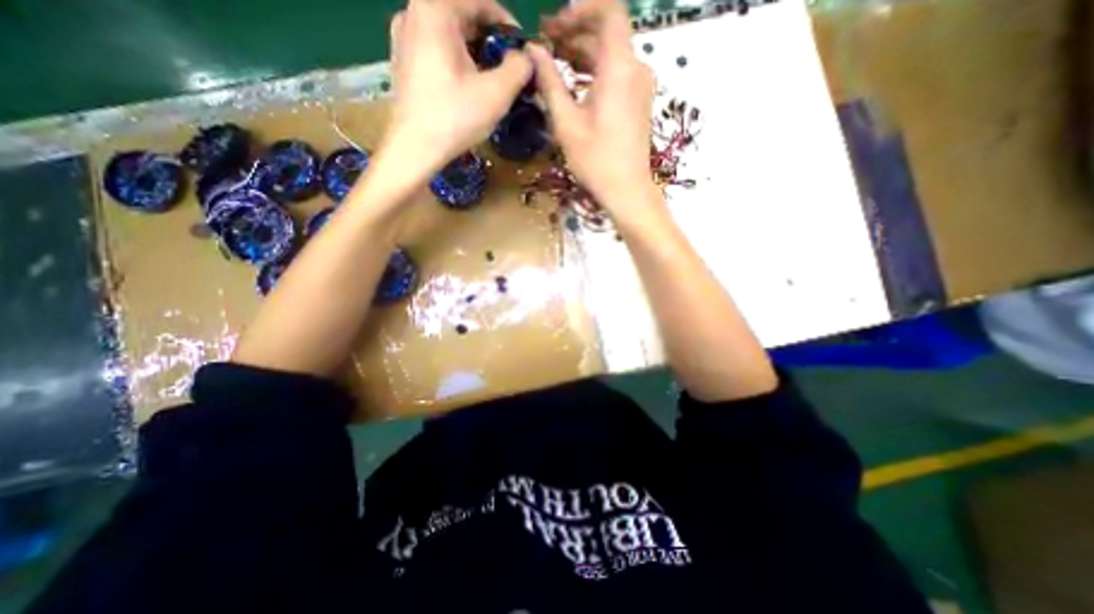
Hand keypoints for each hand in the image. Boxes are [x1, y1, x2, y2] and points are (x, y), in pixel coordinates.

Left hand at [384, 0, 534, 175]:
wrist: (415, 149)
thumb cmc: (456, 117)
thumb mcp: (497, 93)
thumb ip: (519, 67)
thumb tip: (525, 57)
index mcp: (435, 10)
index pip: (479, 2)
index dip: (507, 24)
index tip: (522, 49)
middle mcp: (413, 13)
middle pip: (462, 15)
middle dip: (490, 39)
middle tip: (509, 66)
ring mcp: (403, 37)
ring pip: (449, 34)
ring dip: (474, 51)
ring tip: (491, 78)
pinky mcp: (402, 61)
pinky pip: (436, 49)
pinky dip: (456, 60)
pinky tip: (467, 85)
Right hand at [531, 0, 657, 216]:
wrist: (627, 190)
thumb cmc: (596, 160)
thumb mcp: (567, 123)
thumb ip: (549, 83)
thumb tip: (532, 51)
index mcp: (619, 67)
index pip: (609, 10)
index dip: (581, 9)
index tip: (555, 24)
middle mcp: (635, 68)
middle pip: (607, 32)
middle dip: (574, 32)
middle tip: (544, 43)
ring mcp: (639, 85)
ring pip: (610, 54)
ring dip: (582, 53)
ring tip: (553, 60)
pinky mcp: (638, 101)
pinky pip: (616, 73)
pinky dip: (595, 70)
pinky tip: (573, 82)